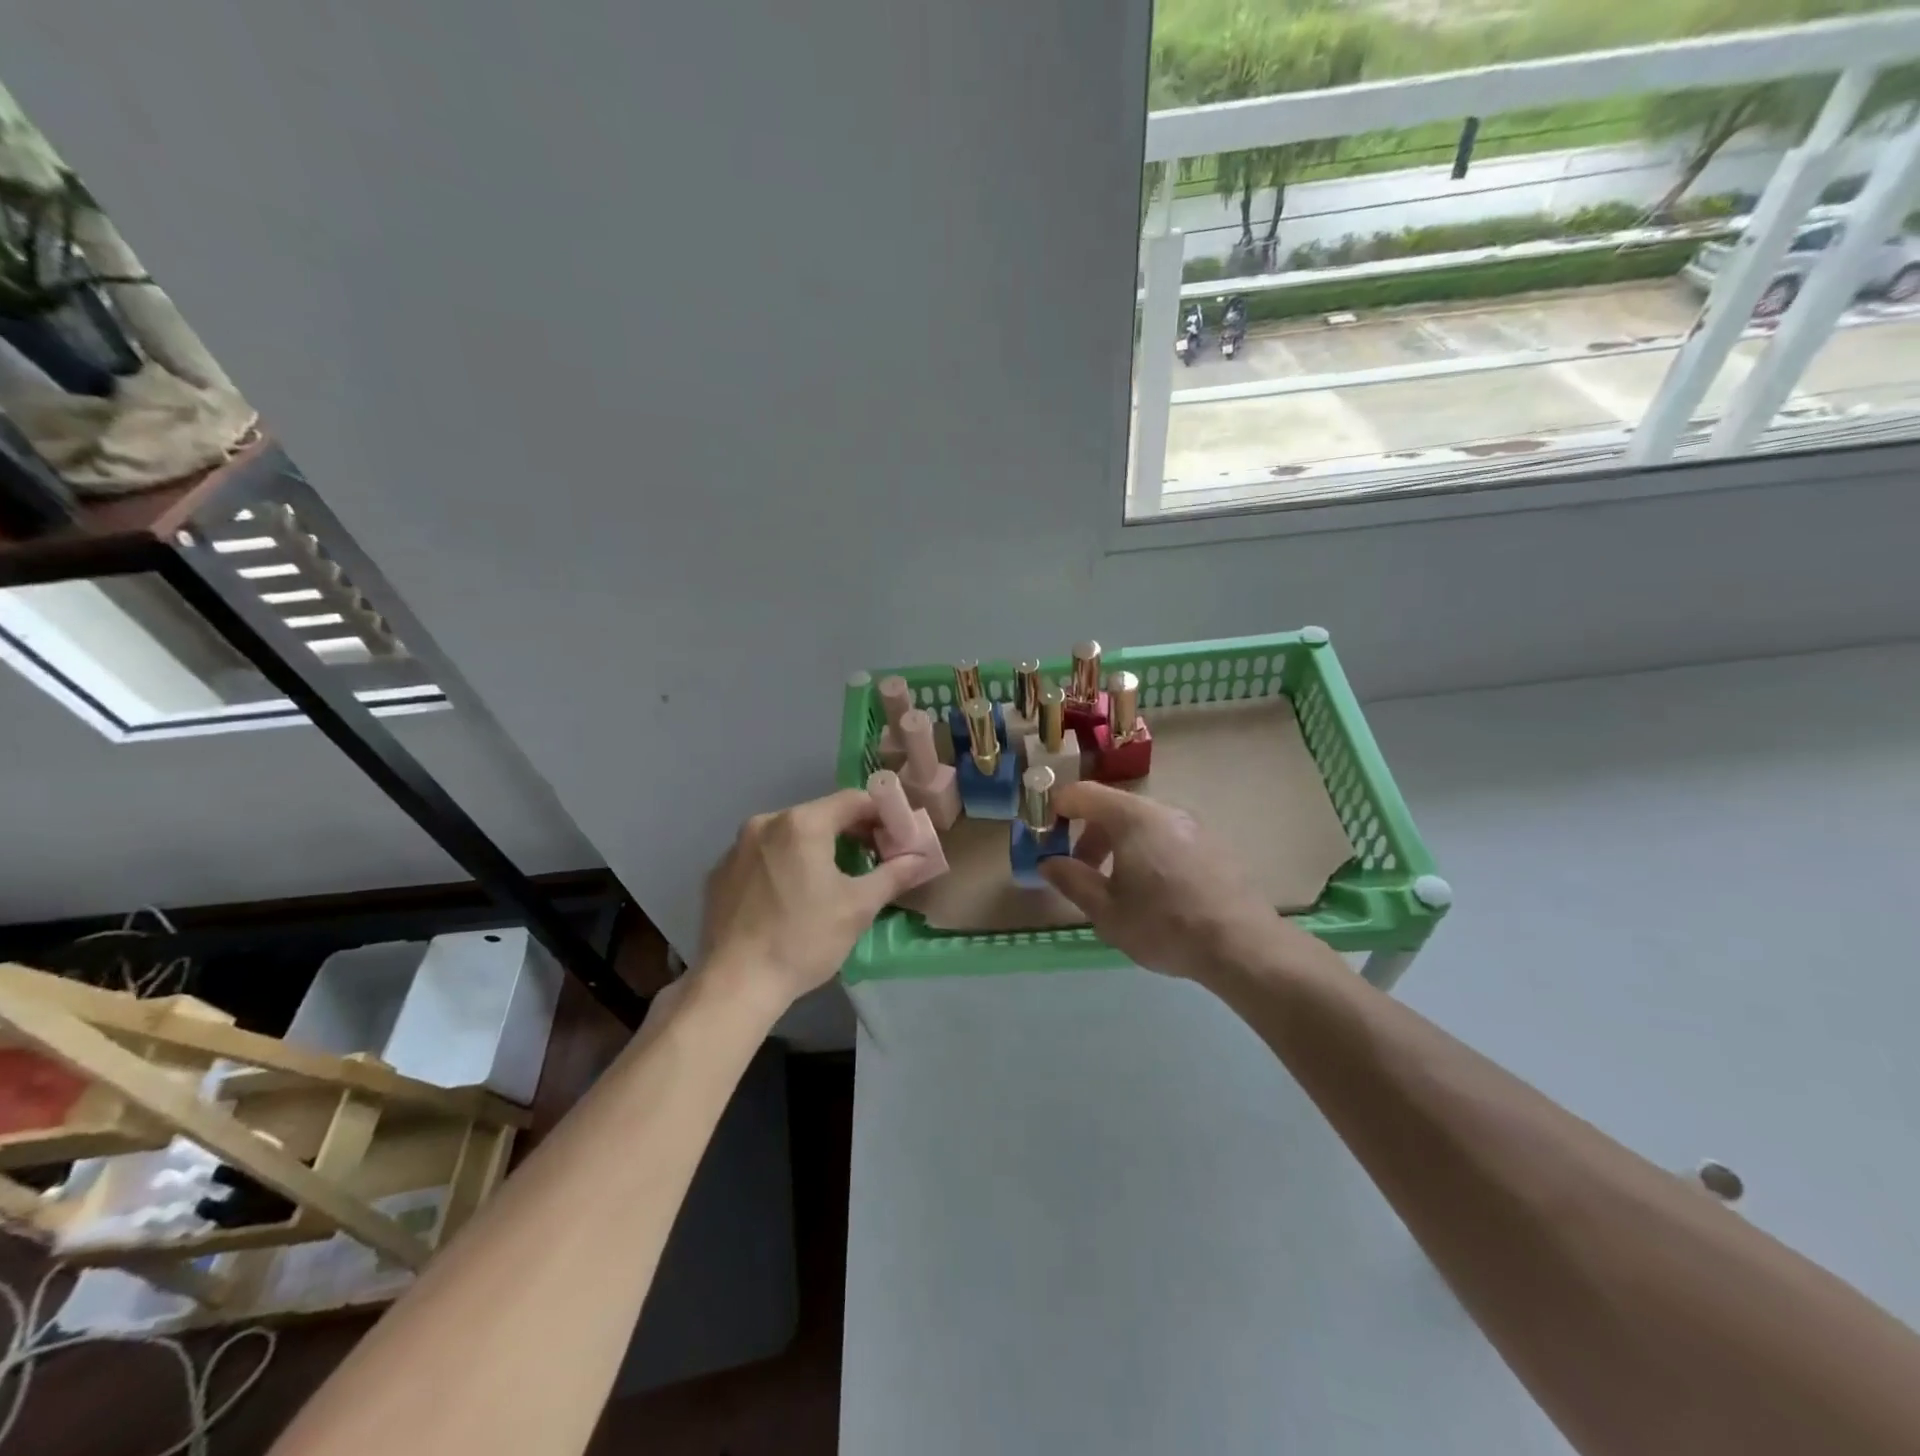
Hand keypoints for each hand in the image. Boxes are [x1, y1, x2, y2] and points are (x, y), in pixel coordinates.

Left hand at [697, 790, 929, 1011]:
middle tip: (874, 858)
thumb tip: (920, 858)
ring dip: (816, 848)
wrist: (735, 984)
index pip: (853, 800)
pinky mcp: (719, 873)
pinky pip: (763, 856)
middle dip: (850, 832)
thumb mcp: (858, 907)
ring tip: (834, 879)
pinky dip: (784, 865)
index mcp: (801, 823)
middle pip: (820, 815)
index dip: (882, 813)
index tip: (898, 836)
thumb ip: (893, 874)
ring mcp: (737, 847)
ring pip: (789, 835)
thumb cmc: (804, 939)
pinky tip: (791, 897)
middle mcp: (765, 823)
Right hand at [1039, 782, 1289, 982]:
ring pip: (1142, 824)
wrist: (1242, 945)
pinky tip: (1157, 892)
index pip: (1083, 793)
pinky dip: (1148, 852)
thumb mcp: (1106, 911)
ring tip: (1119, 888)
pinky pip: (1168, 837)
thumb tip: (1049, 862)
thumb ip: (1072, 881)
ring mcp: (1193, 825)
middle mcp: (1163, 810)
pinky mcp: (1214, 844)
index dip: (1057, 808)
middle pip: (1113, 808)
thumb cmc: (1164, 925)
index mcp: (1132, 818)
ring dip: (1119, 846)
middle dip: (1089, 836)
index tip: (1045, 836)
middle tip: (1082, 873)